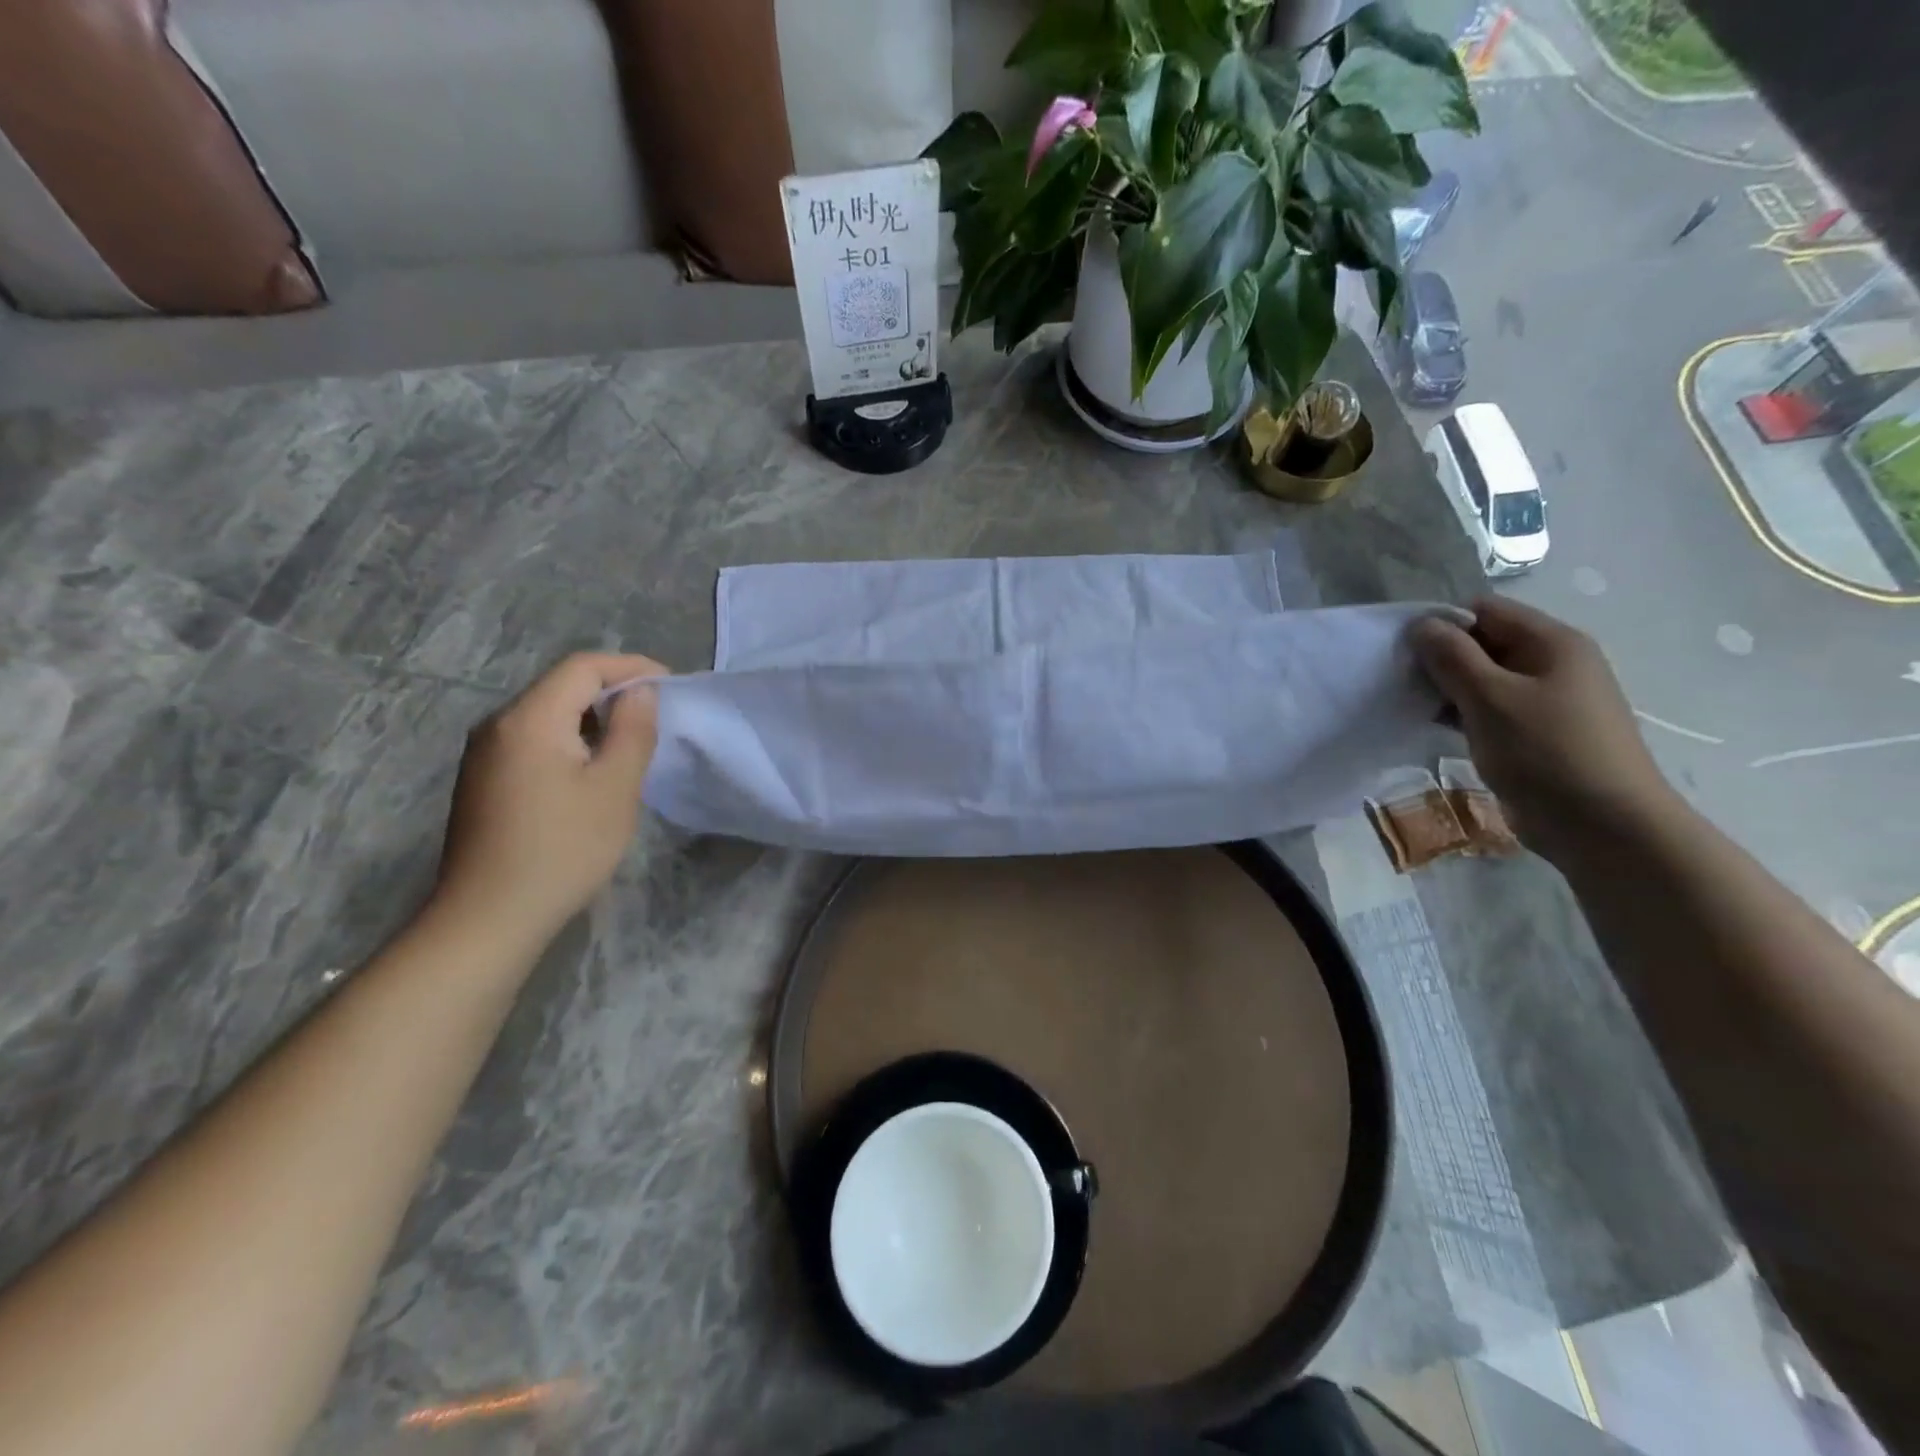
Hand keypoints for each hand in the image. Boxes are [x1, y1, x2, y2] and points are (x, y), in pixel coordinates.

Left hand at [433, 653, 667, 947]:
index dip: (630, 667)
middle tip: (655, 716)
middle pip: (561, 686)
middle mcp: (497, 725)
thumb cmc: (563, 849)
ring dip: (592, 718)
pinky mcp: (482, 781)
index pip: (582, 667)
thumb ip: (632, 730)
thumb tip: (640, 692)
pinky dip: (569, 741)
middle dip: (613, 691)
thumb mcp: (615, 788)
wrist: (489, 917)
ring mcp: (484, 754)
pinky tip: (591, 773)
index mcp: (529, 719)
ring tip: (630, 744)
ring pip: (546, 714)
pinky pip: (533, 741)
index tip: (670, 685)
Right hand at [1410, 598, 1679, 861]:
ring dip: (1448, 690)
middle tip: (1406, 685)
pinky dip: (1463, 714)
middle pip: (1484, 642)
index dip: (1442, 625)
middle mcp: (1554, 663)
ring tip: (1416, 709)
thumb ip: (1451, 657)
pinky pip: (1492, 709)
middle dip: (1441, 659)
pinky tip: (1437, 730)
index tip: (1407, 655)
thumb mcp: (1490, 698)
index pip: (1485, 611)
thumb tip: (1420, 624)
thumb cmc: (1546, 752)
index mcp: (1552, 642)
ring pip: (1484, 678)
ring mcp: (1548, 700)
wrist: (1604, 826)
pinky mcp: (1537, 733)